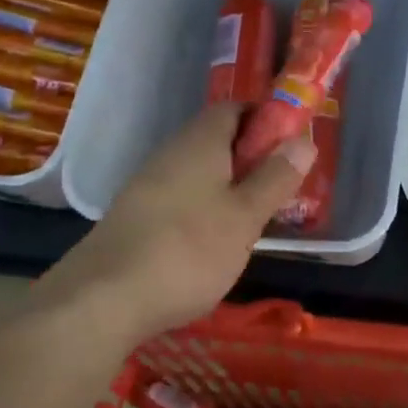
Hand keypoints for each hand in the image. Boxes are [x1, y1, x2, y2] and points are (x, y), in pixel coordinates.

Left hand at [34, 105, 315, 340]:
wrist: (103, 299)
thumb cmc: (188, 250)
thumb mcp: (245, 216)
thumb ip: (275, 178)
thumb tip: (303, 140)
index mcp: (200, 143)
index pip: (235, 108)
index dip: (266, 120)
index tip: (291, 148)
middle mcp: (171, 154)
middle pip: (217, 140)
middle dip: (252, 159)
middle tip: (281, 191)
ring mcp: (147, 185)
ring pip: (199, 172)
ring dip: (229, 188)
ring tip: (253, 222)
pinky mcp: (136, 216)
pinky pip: (181, 198)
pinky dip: (204, 209)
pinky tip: (213, 243)